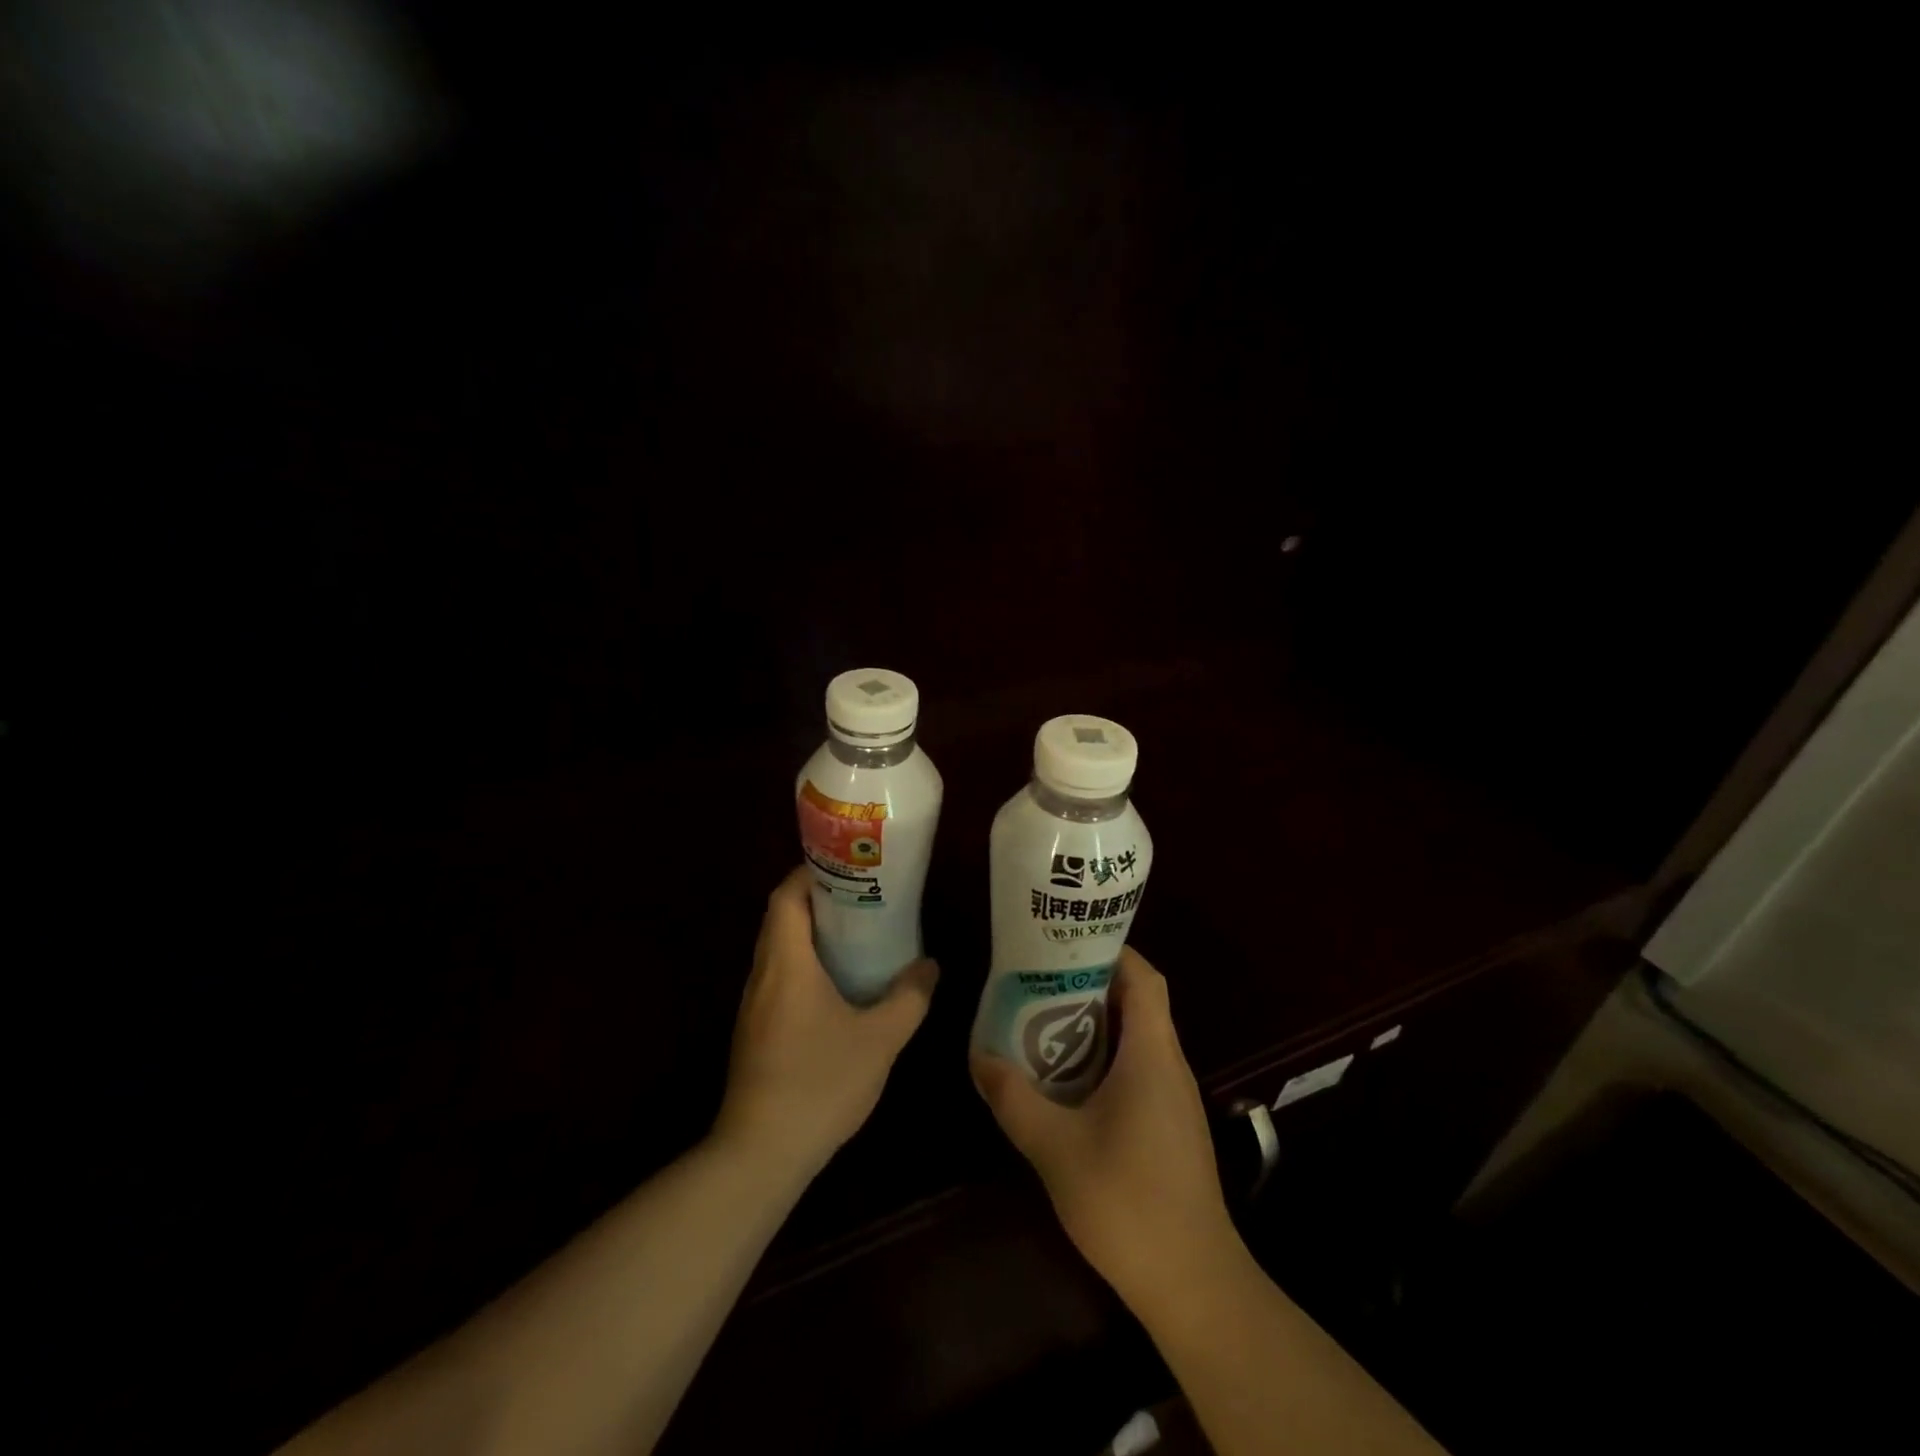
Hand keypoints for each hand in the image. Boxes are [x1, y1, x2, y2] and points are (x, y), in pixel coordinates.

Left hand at [715, 866, 937, 1180]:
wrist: (760, 1153)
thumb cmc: (819, 1083)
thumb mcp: (879, 1039)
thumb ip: (908, 998)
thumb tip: (929, 966)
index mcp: (786, 963)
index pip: (786, 897)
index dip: (811, 873)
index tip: (847, 868)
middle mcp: (762, 975)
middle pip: (781, 919)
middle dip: (818, 902)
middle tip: (863, 898)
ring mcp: (753, 1006)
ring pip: (779, 951)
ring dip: (811, 936)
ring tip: (857, 936)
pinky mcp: (754, 1032)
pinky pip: (778, 979)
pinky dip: (804, 966)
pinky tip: (837, 988)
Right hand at [971, 947, 1235, 1304]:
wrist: (1194, 1284)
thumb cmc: (1127, 1201)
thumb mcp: (1055, 1147)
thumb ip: (1014, 1098)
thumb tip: (978, 1057)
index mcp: (1152, 1053)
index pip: (1143, 977)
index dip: (1110, 951)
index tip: (1064, 945)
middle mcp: (1170, 1064)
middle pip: (1138, 1001)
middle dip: (1089, 985)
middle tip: (1037, 982)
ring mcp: (1175, 1097)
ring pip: (1137, 1038)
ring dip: (1094, 1024)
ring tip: (1041, 1023)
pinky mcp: (1171, 1125)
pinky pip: (1138, 1070)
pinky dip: (1104, 1059)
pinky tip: (1067, 1082)